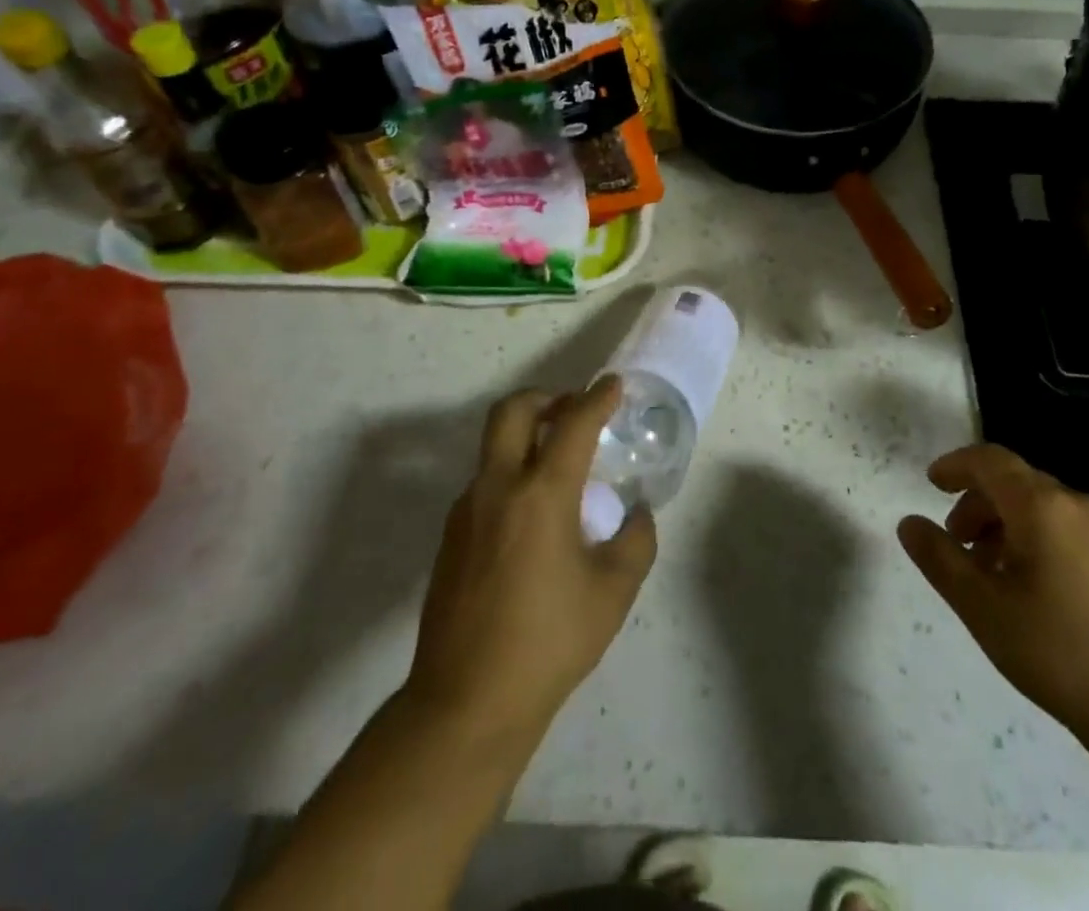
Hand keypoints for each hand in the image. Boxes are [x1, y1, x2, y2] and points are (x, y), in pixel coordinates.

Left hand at [404, 377, 656, 738]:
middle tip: (573, 412)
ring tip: (561, 470)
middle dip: (546, 398)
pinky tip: (535, 517)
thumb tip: (637, 513)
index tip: (614, 385)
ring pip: (494, 446)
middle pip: (512, 411)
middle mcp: (497, 488)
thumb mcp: (613, 592)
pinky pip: (486, 483)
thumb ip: (637, 541)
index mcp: (541, 494)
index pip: (573, 423)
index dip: (598, 397)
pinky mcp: (451, 537)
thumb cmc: (548, 643)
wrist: (465, 704)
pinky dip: (513, 475)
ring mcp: (466, 511)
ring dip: (527, 438)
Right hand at [898, 444, 1088, 754]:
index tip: (931, 483)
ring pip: (1041, 506)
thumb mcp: (982, 607)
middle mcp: (1078, 505)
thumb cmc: (1058, 653)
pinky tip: (1030, 586)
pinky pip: (1067, 528)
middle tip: (955, 542)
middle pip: (1015, 482)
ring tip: (988, 570)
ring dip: (1004, 523)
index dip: (956, 465)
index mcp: (1042, 507)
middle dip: (977, 503)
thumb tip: (908, 523)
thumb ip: (939, 558)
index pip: (990, 460)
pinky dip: (1035, 538)